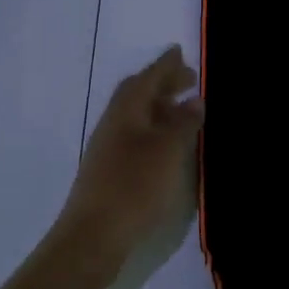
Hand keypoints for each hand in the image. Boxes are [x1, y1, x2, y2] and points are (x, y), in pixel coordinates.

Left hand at [54, 47, 203, 281]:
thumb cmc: (134, 186)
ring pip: (137, 117)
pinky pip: (136, 137)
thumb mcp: (168, 151)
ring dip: (160, 108)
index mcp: (125, 111)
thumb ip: (183, 123)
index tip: (180, 51)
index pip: (147, 78)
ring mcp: (108, 149)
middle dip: (163, 83)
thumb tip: (194, 100)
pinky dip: (155, 131)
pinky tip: (169, 146)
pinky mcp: (110, 171)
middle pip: (138, 95)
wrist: (93, 236)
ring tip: (185, 111)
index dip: (165, 65)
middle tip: (189, 80)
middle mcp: (113, 124)